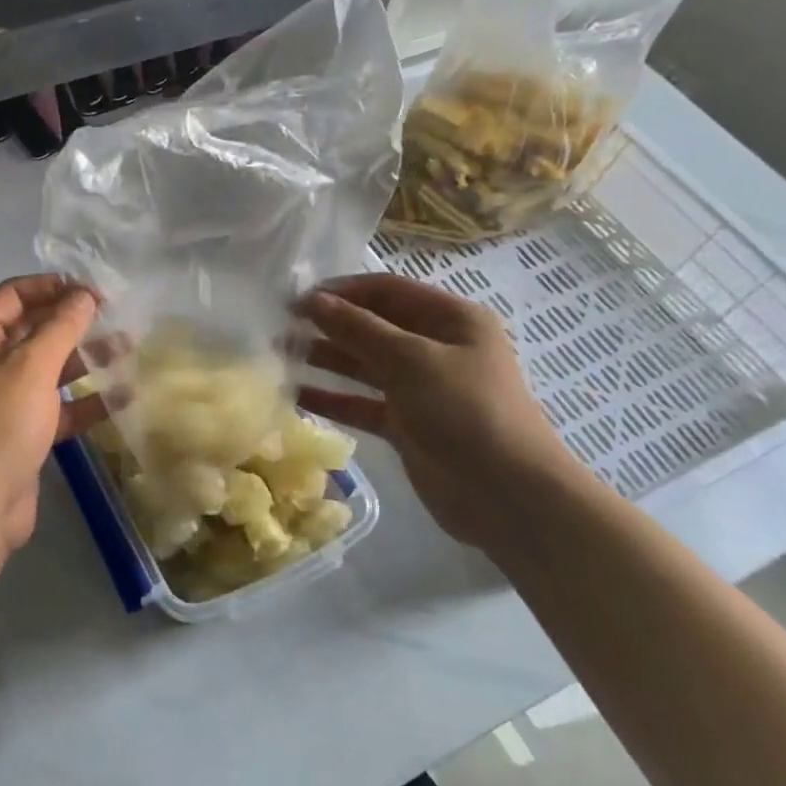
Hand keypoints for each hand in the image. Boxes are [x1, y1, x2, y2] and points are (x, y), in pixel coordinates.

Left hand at [0, 275, 104, 558]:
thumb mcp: (30, 369)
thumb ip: (60, 328)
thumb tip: (82, 295)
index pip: (11, 297)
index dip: (51, 287)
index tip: (93, 290)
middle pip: (31, 332)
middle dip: (72, 323)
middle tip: (116, 317)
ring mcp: (0, 404)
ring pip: (47, 371)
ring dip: (84, 360)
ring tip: (128, 349)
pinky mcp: (19, 436)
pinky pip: (54, 408)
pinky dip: (84, 402)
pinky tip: (122, 397)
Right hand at [297, 273, 587, 549]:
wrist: (507, 494)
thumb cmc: (465, 411)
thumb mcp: (411, 360)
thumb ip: (358, 329)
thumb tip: (313, 300)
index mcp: (451, 319)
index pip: (388, 290)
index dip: (342, 291)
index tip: (296, 298)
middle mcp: (436, 348)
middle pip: (374, 326)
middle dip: (329, 324)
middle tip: (278, 327)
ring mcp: (421, 389)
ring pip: (365, 365)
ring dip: (327, 359)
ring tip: (279, 356)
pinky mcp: (407, 425)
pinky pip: (363, 404)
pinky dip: (334, 399)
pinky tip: (297, 395)